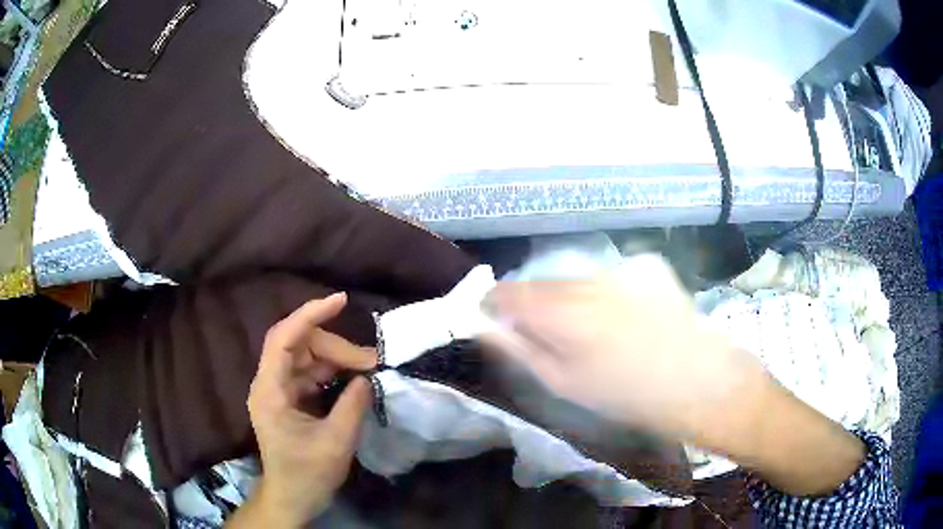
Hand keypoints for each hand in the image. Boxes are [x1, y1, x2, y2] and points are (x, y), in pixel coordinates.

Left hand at [229, 293, 376, 527]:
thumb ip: (353, 405)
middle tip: (371, 363)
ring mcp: (278, 390)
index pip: (284, 338)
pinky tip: (352, 380)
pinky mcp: (288, 398)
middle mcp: (269, 383)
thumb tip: (367, 377)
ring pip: (307, 357)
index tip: (341, 301)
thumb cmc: (308, 474)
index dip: (310, 314)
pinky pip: (310, 372)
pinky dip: (332, 371)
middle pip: (299, 344)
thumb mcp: (336, 442)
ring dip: (336, 359)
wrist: (292, 497)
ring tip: (368, 370)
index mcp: (270, 391)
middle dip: (336, 347)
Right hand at [483, 255, 760, 439]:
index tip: (499, 323)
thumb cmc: (625, 395)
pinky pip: (610, 277)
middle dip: (537, 307)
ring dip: (574, 300)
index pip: (506, 292)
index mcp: (561, 311)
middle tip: (555, 338)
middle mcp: (586, 279)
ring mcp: (620, 268)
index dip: (496, 306)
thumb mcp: (563, 384)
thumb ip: (518, 349)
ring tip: (596, 332)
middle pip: (541, 283)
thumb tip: (485, 325)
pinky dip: (607, 293)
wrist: (697, 380)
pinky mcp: (647, 266)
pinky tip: (627, 318)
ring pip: (576, 279)